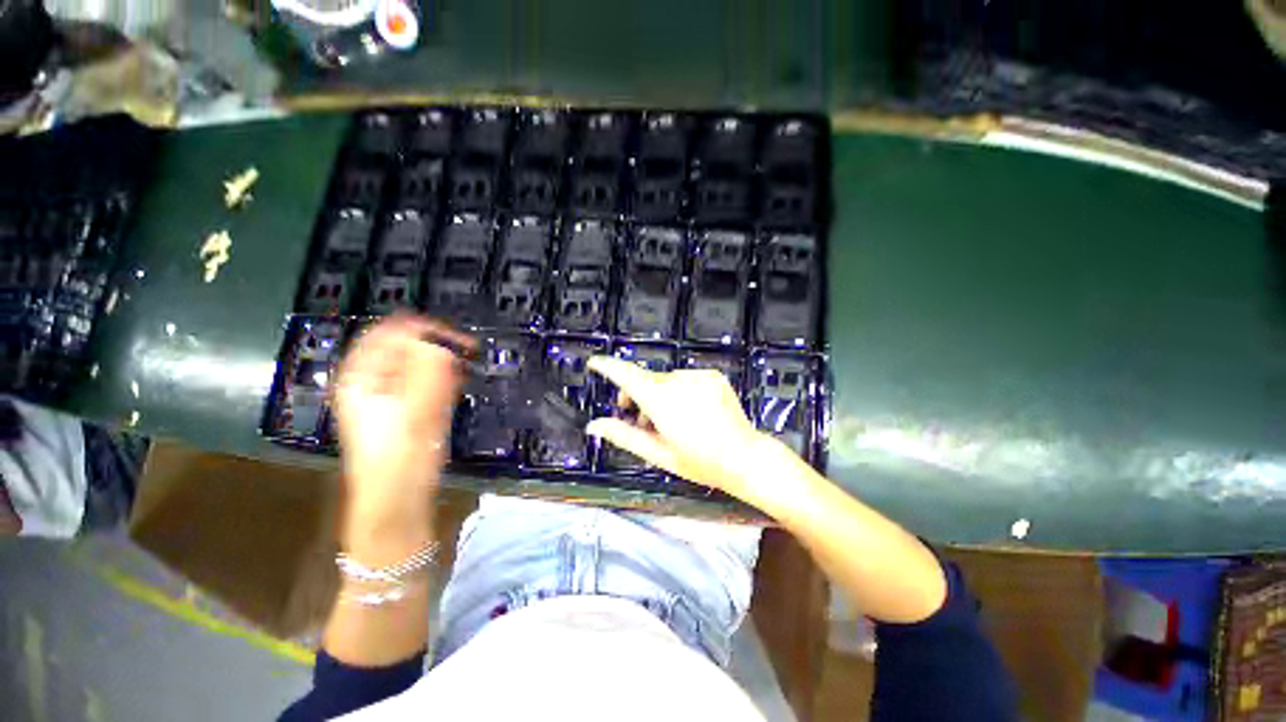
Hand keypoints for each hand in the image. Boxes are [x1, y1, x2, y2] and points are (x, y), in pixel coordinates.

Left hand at [334, 315, 470, 536]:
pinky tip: (451, 385)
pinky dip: (438, 376)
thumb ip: (430, 371)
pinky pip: (419, 378)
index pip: (390, 333)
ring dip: (438, 360)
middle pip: (401, 345)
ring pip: (412, 362)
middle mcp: (367, 379)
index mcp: (361, 375)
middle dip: (435, 345)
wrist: (396, 494)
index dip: (426, 330)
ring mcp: (382, 393)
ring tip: (461, 368)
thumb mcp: (417, 408)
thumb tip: (442, 342)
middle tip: (465, 352)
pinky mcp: (399, 406)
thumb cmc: (402, 453)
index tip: (459, 339)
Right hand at [585, 357, 786, 506]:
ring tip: (668, 419)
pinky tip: (690, 411)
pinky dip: (680, 391)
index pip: (627, 376)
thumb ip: (624, 436)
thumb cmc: (699, 461)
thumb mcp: (658, 453)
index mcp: (662, 401)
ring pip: (666, 380)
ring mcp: (698, 376)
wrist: (745, 457)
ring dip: (659, 394)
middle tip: (635, 416)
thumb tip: (594, 425)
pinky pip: (686, 378)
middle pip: (646, 380)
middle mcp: (679, 381)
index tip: (595, 363)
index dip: (608, 367)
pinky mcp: (713, 375)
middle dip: (636, 394)